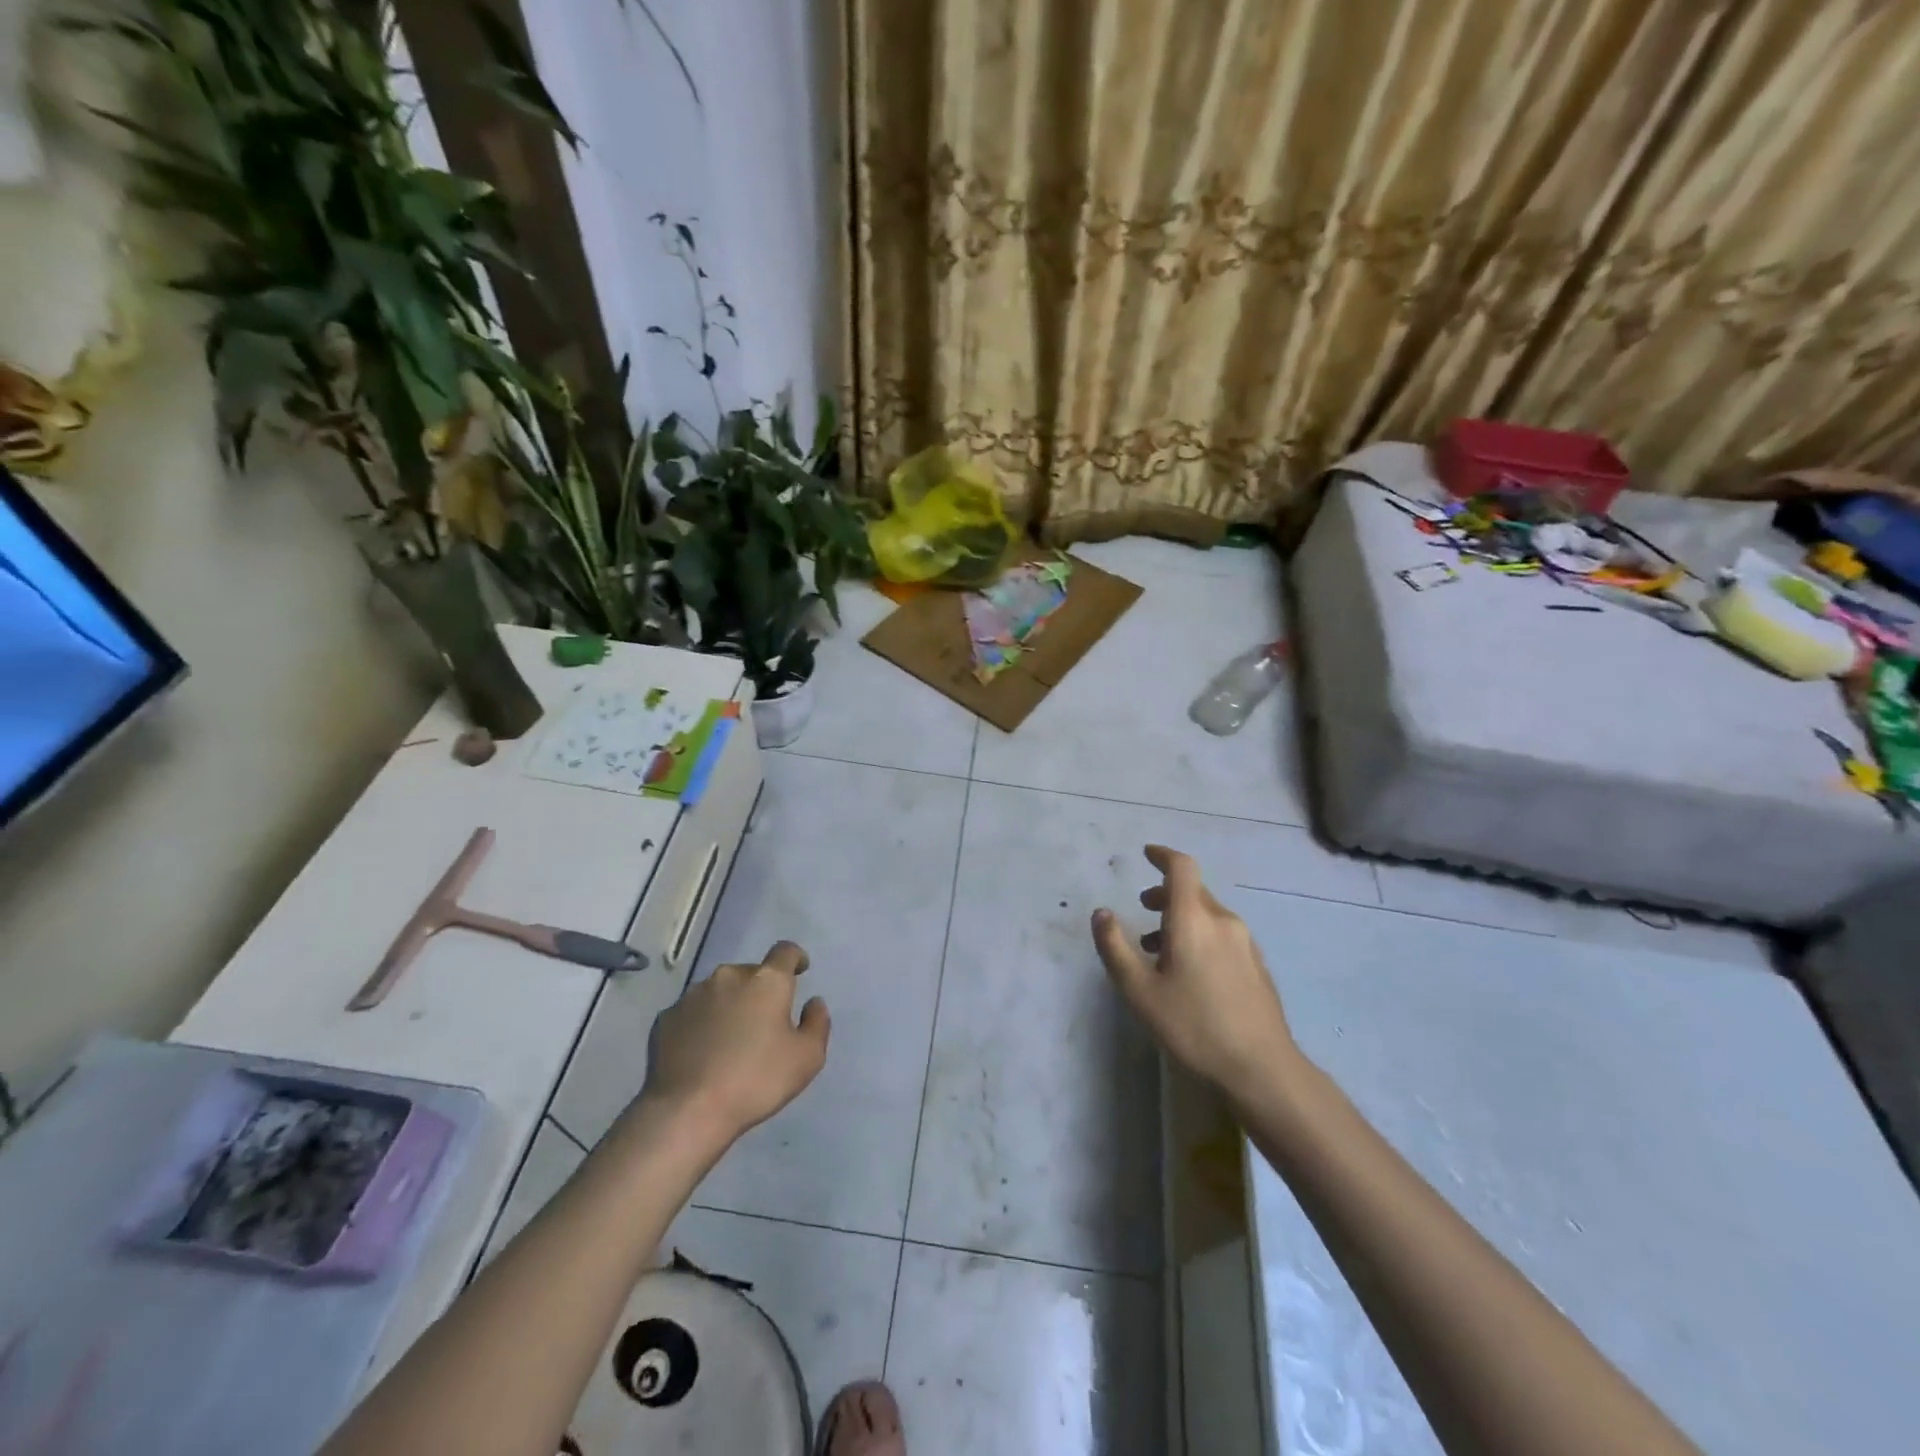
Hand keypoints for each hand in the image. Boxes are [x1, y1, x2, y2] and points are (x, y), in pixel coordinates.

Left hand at [639, 941, 830, 1144]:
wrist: (688, 1111)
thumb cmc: (756, 1080)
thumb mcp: (807, 1058)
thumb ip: (817, 1023)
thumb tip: (813, 1002)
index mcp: (766, 981)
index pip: (785, 952)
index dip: (795, 958)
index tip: (799, 970)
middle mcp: (728, 977)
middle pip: (750, 973)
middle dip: (759, 990)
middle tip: (763, 1022)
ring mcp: (692, 995)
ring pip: (719, 991)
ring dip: (729, 1005)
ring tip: (730, 1040)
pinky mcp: (666, 1018)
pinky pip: (692, 1013)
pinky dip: (702, 1024)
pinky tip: (702, 1053)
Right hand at [1092, 845, 1296, 1104]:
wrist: (1261, 1067)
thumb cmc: (1193, 1026)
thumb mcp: (1139, 990)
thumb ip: (1115, 947)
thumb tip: (1101, 913)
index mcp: (1194, 920)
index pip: (1181, 868)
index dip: (1163, 855)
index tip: (1146, 854)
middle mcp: (1223, 921)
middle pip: (1194, 891)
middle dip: (1165, 893)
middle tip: (1142, 909)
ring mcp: (1245, 943)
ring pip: (1208, 914)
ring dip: (1181, 917)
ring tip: (1157, 948)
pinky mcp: (1256, 964)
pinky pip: (1221, 933)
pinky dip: (1199, 934)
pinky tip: (1189, 970)